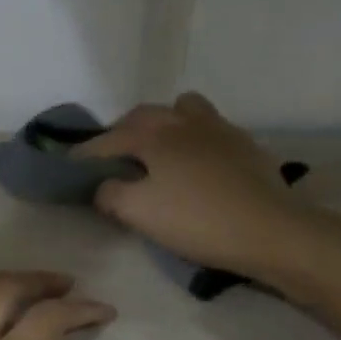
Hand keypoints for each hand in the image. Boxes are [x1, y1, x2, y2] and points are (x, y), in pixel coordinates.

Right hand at [75, 92, 299, 280]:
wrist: (270, 230)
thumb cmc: (197, 221)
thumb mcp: (139, 213)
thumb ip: (111, 194)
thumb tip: (103, 185)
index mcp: (155, 136)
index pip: (109, 139)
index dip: (86, 153)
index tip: (71, 165)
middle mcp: (184, 122)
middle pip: (144, 115)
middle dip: (122, 131)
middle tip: (111, 157)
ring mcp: (219, 129)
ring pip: (182, 110)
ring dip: (163, 124)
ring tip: (158, 149)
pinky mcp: (244, 144)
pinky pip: (209, 127)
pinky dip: (193, 137)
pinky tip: (196, 163)